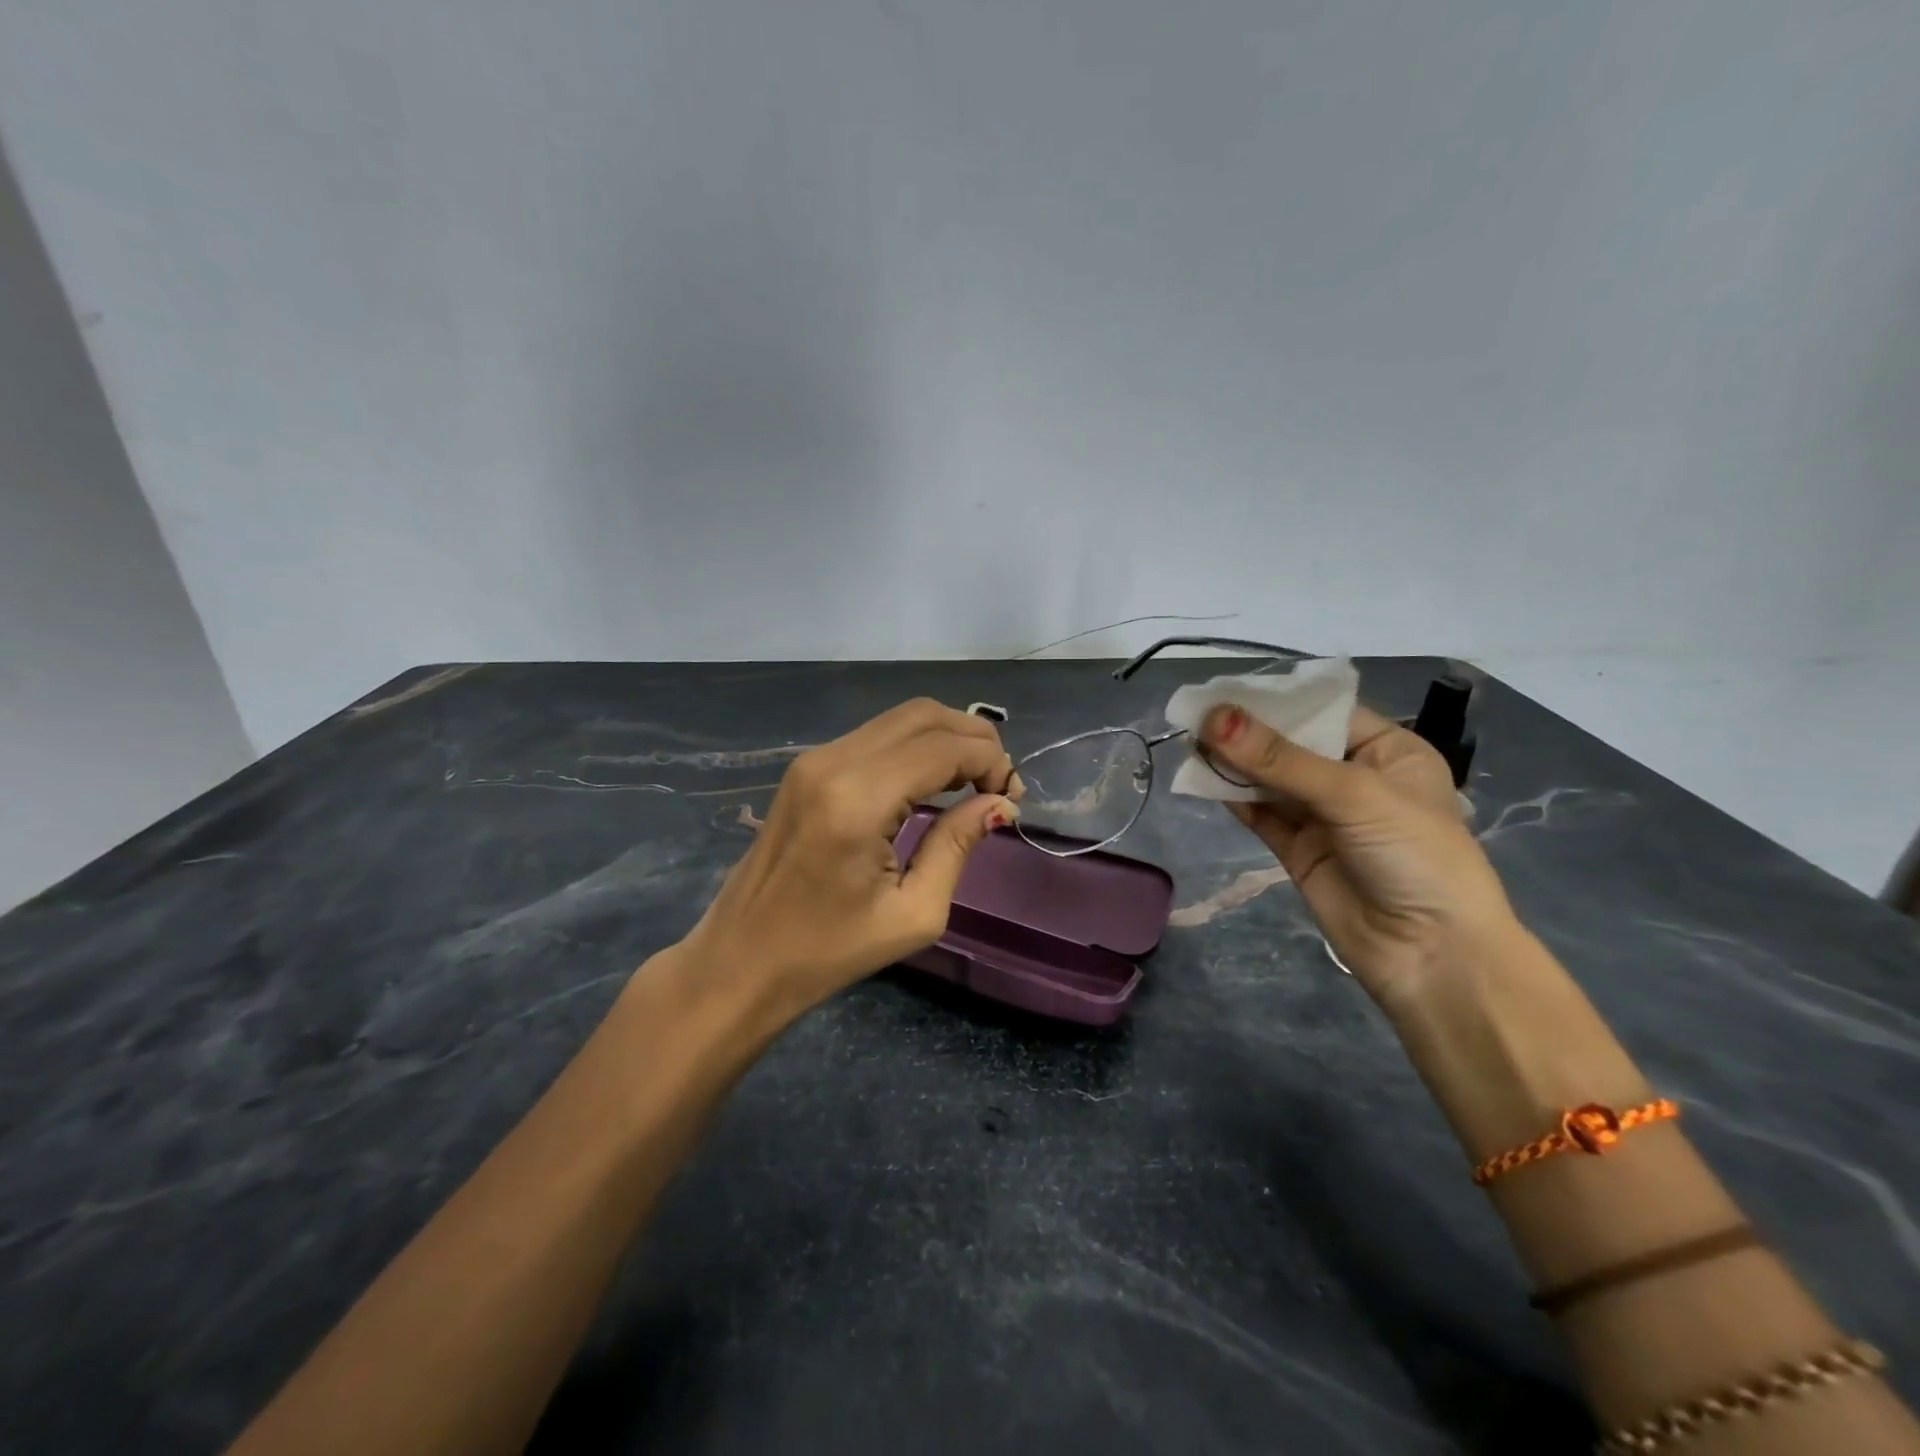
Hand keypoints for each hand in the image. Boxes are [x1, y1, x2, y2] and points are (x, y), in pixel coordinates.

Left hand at [679, 699, 1021, 1025]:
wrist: (740, 960)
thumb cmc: (828, 952)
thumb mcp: (913, 914)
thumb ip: (958, 846)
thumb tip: (999, 804)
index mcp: (858, 800)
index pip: (943, 748)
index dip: (990, 762)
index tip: (1012, 797)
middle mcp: (833, 761)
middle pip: (923, 715)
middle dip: (974, 740)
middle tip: (998, 785)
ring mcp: (814, 758)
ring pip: (900, 718)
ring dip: (946, 739)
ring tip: (973, 783)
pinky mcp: (806, 767)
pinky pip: (876, 737)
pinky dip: (916, 747)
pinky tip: (933, 783)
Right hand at [1197, 700, 1517, 1010]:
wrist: (1431, 955)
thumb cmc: (1413, 855)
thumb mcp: (1353, 795)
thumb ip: (1279, 759)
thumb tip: (1213, 717)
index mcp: (1387, 751)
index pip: (1323, 712)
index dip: (1275, 700)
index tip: (1223, 688)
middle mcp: (1354, 778)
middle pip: (1291, 744)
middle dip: (1247, 732)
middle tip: (1195, 714)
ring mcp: (1324, 816)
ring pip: (1270, 779)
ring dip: (1234, 763)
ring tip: (1191, 743)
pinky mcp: (1298, 849)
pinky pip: (1260, 813)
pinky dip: (1233, 797)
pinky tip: (1203, 780)